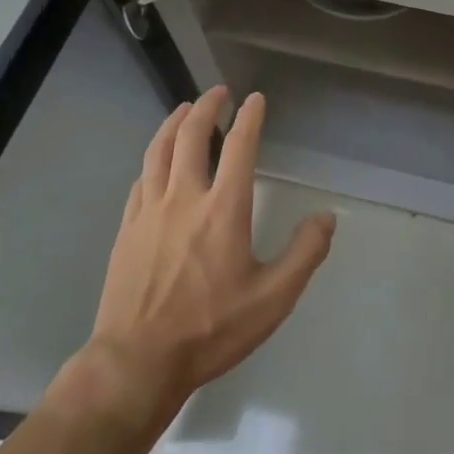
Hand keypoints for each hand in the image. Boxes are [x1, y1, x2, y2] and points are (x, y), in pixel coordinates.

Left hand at [83, 86, 335, 406]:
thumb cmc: (211, 329)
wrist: (137, 361)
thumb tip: (327, 218)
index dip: (250, 117)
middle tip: (218, 92)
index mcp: (223, 208)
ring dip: (174, 122)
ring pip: (159, 150)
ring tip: (184, 109)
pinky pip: (141, 179)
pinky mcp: (127, 228)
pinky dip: (153, 158)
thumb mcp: (273, 298)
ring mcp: (149, 211)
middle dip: (206, 106)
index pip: (240, 146)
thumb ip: (304, 254)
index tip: (256, 98)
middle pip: (192, 135)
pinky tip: (157, 161)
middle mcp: (184, 197)